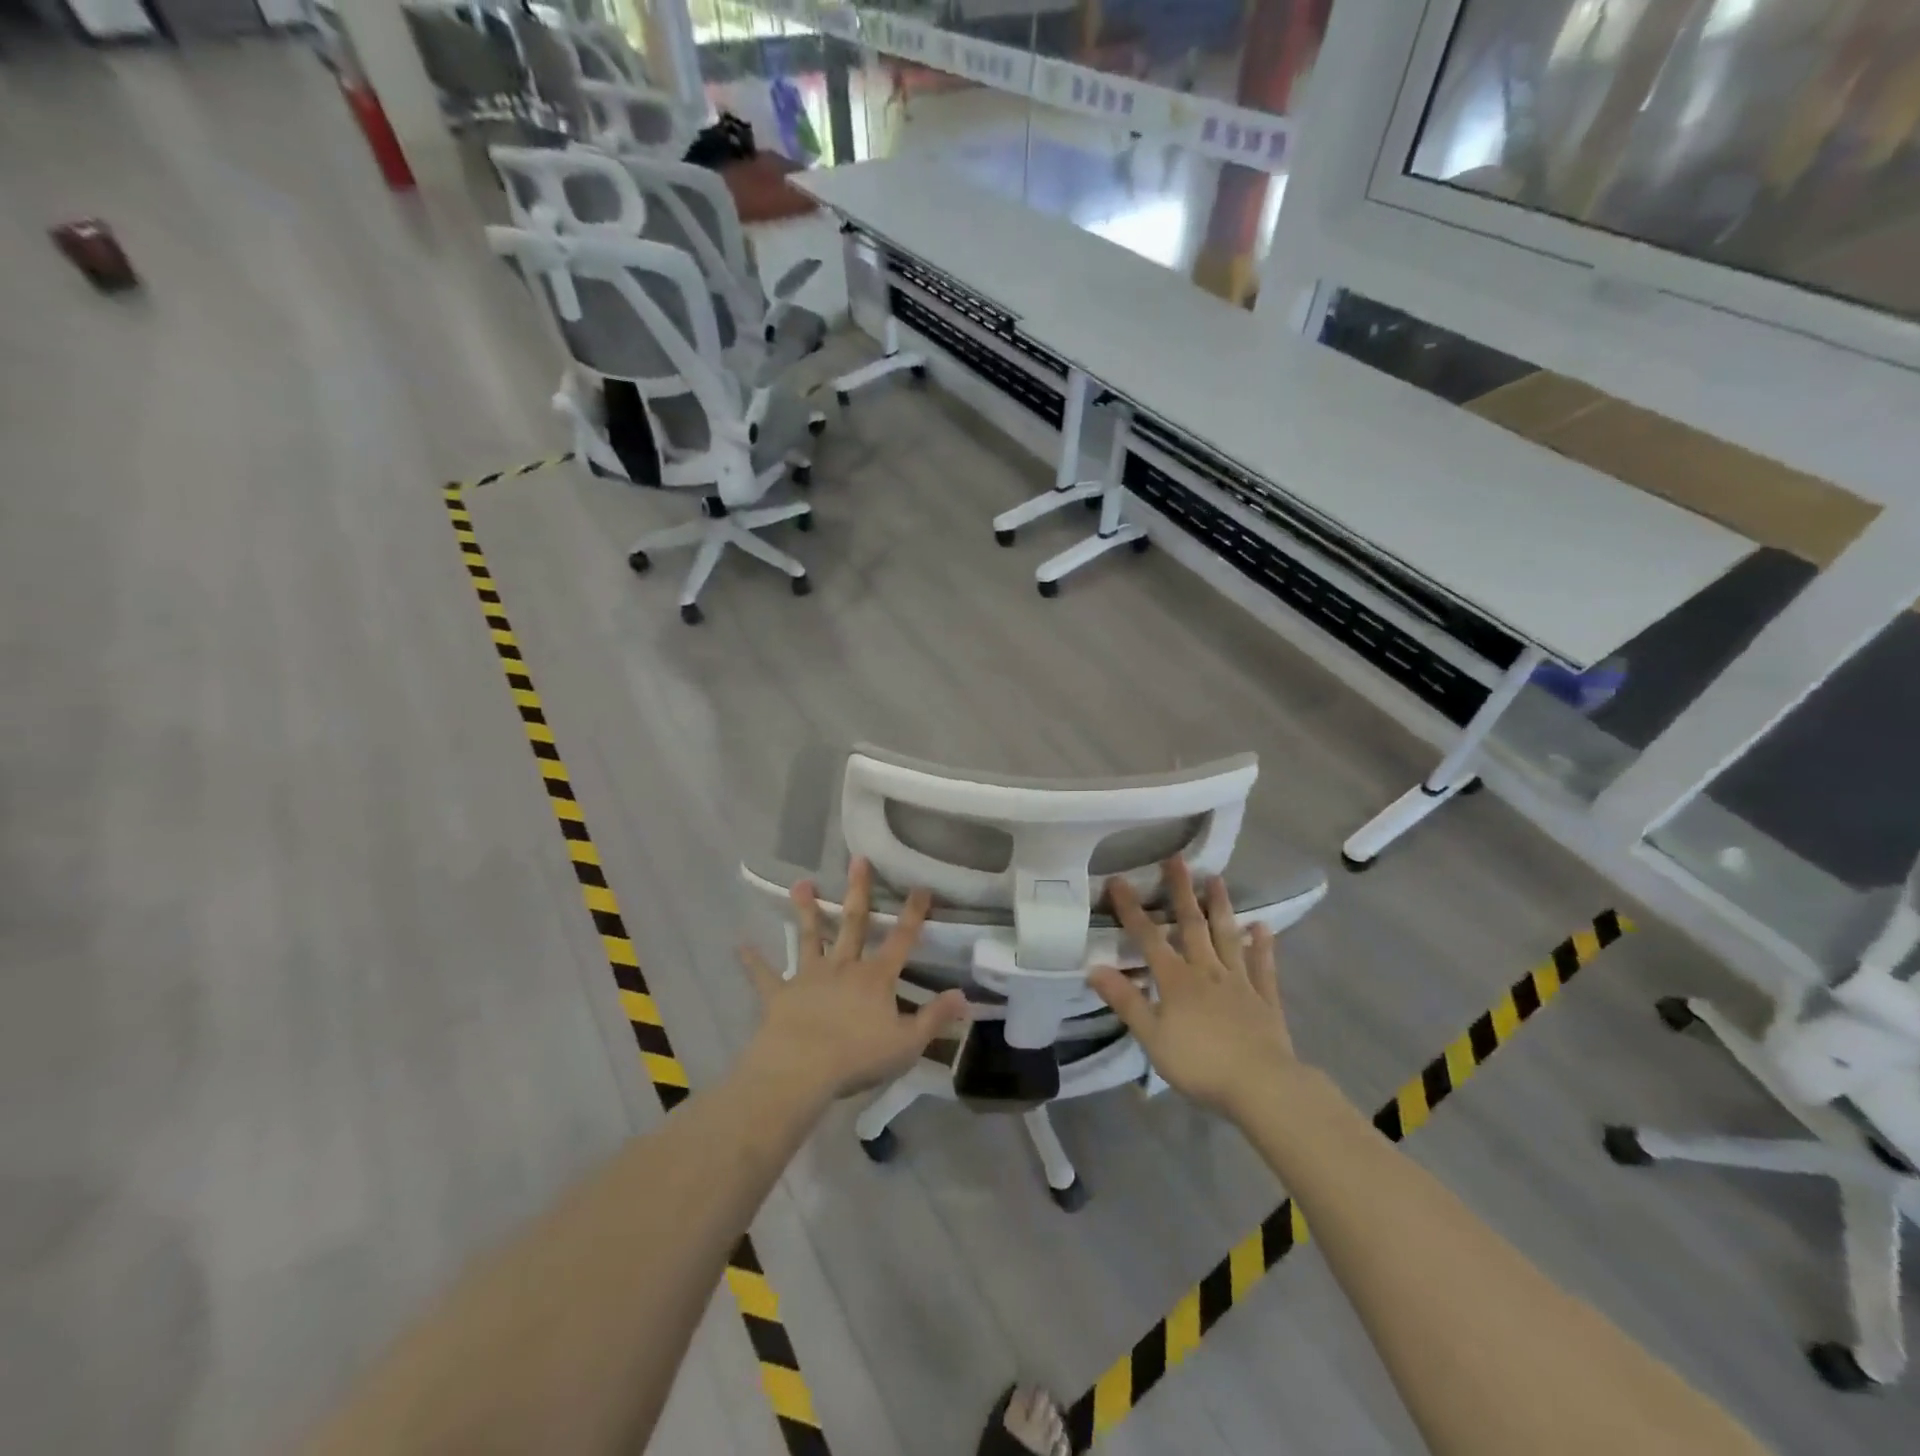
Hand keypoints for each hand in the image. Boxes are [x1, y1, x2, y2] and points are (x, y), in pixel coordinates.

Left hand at [740, 857, 967, 1104]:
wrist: (802, 1069)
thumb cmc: (858, 1056)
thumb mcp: (908, 1043)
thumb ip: (935, 1018)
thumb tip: (964, 995)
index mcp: (876, 977)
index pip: (902, 939)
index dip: (913, 913)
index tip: (921, 885)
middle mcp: (843, 967)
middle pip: (854, 923)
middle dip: (858, 891)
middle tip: (857, 859)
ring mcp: (809, 977)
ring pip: (809, 937)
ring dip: (806, 910)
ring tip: (801, 883)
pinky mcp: (780, 994)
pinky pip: (764, 975)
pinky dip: (753, 961)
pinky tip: (740, 945)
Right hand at [1089, 858, 1301, 1117]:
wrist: (1262, 1086)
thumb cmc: (1200, 1063)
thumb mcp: (1152, 1036)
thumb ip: (1125, 1001)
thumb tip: (1094, 968)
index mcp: (1176, 980)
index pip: (1148, 937)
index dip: (1131, 909)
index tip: (1118, 880)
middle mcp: (1207, 970)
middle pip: (1192, 925)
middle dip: (1181, 891)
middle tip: (1177, 860)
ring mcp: (1239, 982)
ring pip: (1227, 936)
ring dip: (1221, 907)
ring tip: (1217, 879)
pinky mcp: (1265, 998)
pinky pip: (1263, 966)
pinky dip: (1262, 945)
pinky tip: (1262, 926)